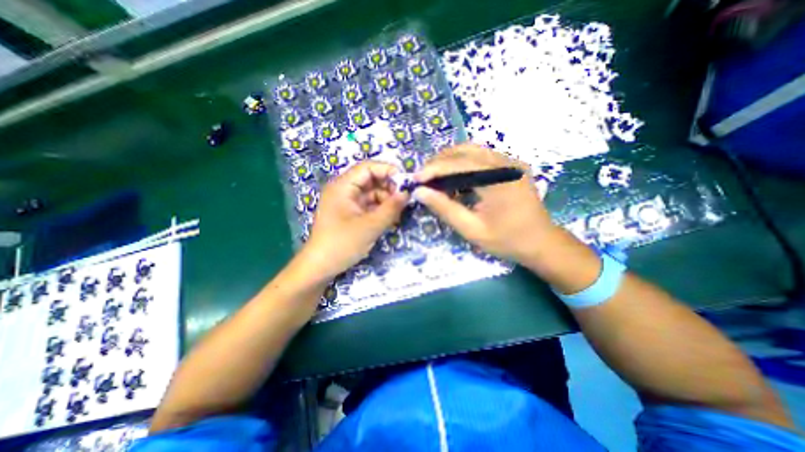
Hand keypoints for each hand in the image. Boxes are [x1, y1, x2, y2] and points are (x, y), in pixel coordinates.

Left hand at [299, 163, 408, 280]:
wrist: (320, 267)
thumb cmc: (342, 244)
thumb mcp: (370, 226)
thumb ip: (391, 208)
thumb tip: (407, 193)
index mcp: (342, 186)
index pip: (368, 167)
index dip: (388, 170)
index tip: (406, 182)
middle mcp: (344, 190)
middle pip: (370, 179)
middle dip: (389, 187)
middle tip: (405, 199)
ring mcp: (347, 202)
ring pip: (371, 193)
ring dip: (386, 200)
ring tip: (399, 212)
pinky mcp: (350, 213)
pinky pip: (369, 205)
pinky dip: (380, 209)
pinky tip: (391, 218)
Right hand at [412, 143, 557, 264]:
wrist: (541, 242)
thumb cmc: (507, 240)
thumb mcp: (471, 229)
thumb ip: (445, 209)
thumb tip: (420, 192)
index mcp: (498, 179)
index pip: (458, 164)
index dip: (433, 169)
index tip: (415, 179)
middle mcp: (505, 163)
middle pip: (464, 150)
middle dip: (439, 162)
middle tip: (424, 179)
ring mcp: (510, 162)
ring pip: (472, 151)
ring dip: (450, 162)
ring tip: (436, 179)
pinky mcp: (511, 166)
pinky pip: (481, 157)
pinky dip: (463, 165)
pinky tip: (456, 180)